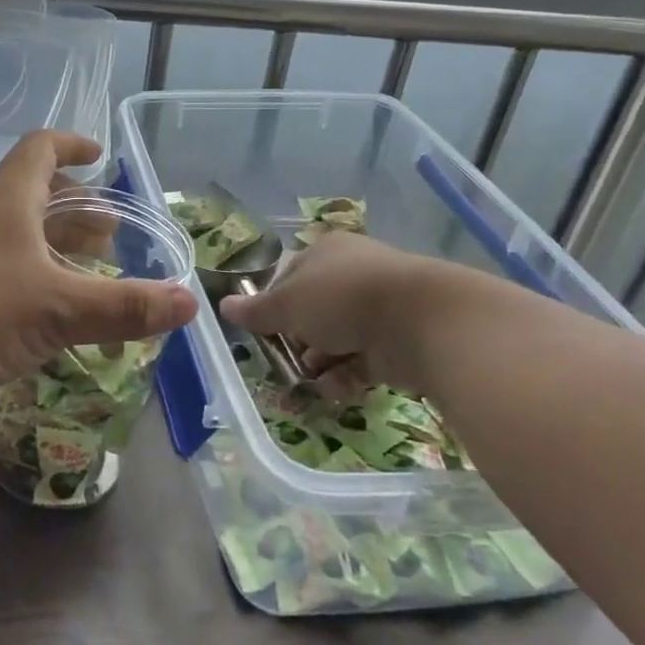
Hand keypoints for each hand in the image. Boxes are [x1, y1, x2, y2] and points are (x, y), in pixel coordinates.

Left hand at [0, 131, 197, 415]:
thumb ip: (124, 306)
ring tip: (85, 270)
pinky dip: (30, 276)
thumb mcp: (58, 307)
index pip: (40, 148)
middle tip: (108, 234)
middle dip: (74, 208)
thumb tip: (190, 302)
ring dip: (52, 245)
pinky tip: (46, 311)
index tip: (99, 156)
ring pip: (14, 234)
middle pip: (32, 193)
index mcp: (6, 199)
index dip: (72, 145)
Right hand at [221, 231, 424, 386]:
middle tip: (286, 361)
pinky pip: (364, 359)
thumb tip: (223, 306)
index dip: (273, 305)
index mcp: (325, 253)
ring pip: (339, 337)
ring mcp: (379, 307)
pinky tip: (335, 391)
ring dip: (321, 362)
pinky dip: (347, 376)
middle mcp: (353, 274)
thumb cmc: (341, 298)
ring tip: (309, 382)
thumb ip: (257, 310)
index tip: (264, 332)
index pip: (289, 277)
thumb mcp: (288, 304)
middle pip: (314, 310)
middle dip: (299, 340)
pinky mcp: (399, 339)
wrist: (420, 321)